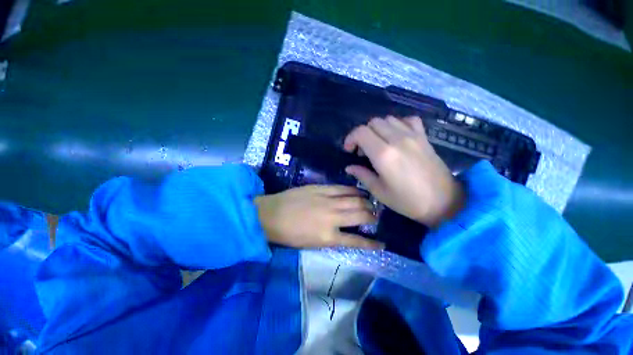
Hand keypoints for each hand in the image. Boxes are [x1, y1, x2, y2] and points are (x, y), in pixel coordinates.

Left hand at [255, 185, 383, 248]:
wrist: (270, 215)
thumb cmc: (289, 234)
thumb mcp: (311, 244)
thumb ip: (331, 239)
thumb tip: (345, 233)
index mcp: (328, 237)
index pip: (357, 241)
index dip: (372, 243)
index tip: (382, 244)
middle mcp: (333, 218)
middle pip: (360, 215)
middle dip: (372, 217)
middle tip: (376, 217)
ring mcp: (328, 201)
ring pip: (355, 200)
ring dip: (366, 202)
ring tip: (371, 203)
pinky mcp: (321, 189)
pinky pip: (342, 188)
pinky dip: (353, 190)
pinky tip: (359, 191)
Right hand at [343, 116, 463, 227]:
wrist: (445, 202)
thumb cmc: (408, 201)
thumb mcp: (379, 192)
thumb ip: (362, 175)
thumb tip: (350, 167)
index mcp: (384, 154)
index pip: (361, 132)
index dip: (351, 138)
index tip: (349, 150)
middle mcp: (397, 139)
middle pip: (373, 122)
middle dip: (363, 134)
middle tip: (363, 151)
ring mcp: (413, 136)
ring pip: (388, 119)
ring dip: (378, 129)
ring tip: (378, 144)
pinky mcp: (424, 137)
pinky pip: (408, 120)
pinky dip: (398, 124)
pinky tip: (396, 136)